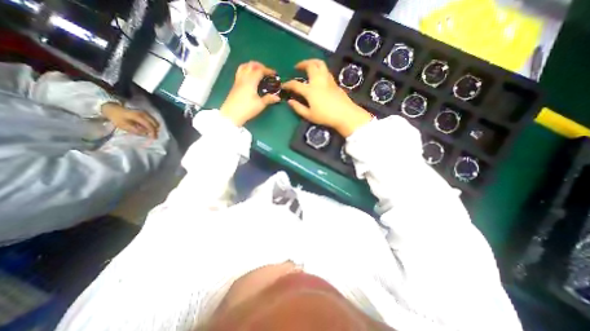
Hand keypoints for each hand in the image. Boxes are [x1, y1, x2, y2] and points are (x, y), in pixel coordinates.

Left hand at [101, 102, 158, 136]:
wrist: (112, 108)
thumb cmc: (117, 117)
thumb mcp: (123, 125)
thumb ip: (135, 130)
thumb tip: (145, 134)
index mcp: (139, 117)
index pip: (150, 126)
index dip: (153, 133)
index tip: (154, 139)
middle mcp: (145, 114)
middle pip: (156, 124)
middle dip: (155, 131)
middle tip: (152, 136)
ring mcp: (146, 113)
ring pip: (155, 122)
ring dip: (153, 128)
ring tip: (148, 132)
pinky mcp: (146, 114)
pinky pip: (153, 121)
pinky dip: (152, 125)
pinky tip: (146, 128)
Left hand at [219, 61, 281, 126]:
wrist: (231, 114)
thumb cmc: (247, 109)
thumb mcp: (260, 104)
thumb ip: (269, 99)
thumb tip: (277, 97)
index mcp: (251, 81)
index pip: (260, 70)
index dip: (268, 70)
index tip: (275, 74)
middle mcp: (243, 78)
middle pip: (250, 65)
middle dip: (260, 66)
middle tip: (266, 71)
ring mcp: (237, 81)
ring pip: (243, 67)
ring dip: (251, 66)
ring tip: (257, 72)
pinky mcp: (234, 86)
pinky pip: (240, 72)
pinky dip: (246, 71)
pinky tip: (250, 78)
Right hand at [283, 59, 370, 136]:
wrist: (344, 114)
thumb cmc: (325, 116)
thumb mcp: (309, 115)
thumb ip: (298, 108)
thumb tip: (289, 101)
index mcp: (310, 90)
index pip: (295, 84)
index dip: (288, 84)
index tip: (284, 86)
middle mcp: (318, 81)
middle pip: (310, 65)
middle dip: (302, 63)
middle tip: (297, 67)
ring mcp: (327, 80)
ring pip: (320, 64)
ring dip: (312, 62)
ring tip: (308, 66)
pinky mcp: (334, 82)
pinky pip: (326, 70)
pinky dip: (320, 69)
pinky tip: (318, 76)